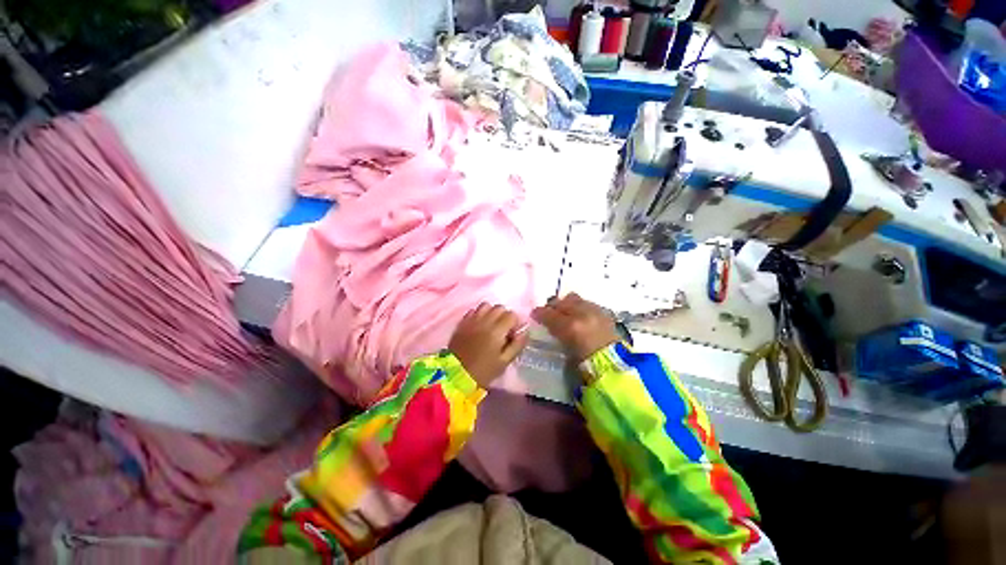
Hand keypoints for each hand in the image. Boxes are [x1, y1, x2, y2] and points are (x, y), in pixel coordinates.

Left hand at [449, 303, 528, 387]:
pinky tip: (479, 325)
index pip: (511, 315)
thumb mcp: (504, 362)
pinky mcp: (462, 322)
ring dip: (492, 312)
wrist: (455, 375)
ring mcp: (471, 320)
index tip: (512, 335)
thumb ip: (517, 345)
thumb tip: (525, 331)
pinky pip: (473, 310)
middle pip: (499, 307)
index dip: (515, 323)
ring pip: (486, 305)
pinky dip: (479, 314)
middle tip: (503, 330)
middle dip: (505, 316)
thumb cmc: (483, 371)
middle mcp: (484, 320)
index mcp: (496, 330)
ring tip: (491, 325)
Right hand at [532, 293, 618, 361]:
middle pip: (560, 302)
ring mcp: (594, 311)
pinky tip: (579, 315)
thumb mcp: (566, 349)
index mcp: (570, 327)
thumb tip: (550, 325)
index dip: (539, 313)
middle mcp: (581, 314)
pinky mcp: (603, 312)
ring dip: (566, 304)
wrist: (613, 365)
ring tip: (565, 312)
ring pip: (573, 299)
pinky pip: (586, 303)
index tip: (534, 314)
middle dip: (552, 306)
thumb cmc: (586, 364)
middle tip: (548, 312)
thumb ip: (557, 333)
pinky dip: (579, 306)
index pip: (549, 314)